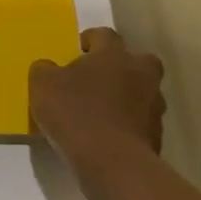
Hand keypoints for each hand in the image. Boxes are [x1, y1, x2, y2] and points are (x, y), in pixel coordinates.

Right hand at [31, 27, 165, 174]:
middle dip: (121, 66)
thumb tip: (47, 67)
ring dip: (126, 98)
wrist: (113, 164)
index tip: (77, 50)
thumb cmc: (76, 114)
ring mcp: (153, 107)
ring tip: (101, 113)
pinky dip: (127, 126)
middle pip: (137, 61)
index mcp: (114, 54)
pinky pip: (140, 123)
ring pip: (142, 93)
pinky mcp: (157, 137)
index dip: (90, 40)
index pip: (104, 35)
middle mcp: (140, 74)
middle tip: (98, 78)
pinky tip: (107, 137)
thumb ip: (44, 70)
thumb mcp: (43, 86)